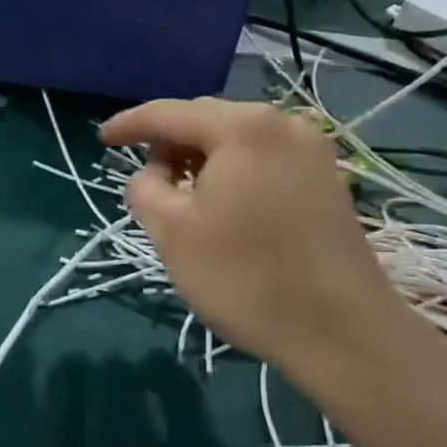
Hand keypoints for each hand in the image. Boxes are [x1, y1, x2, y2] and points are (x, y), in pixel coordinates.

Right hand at [101, 98, 406, 387]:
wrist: (344, 333)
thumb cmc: (246, 278)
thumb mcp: (172, 233)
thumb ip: (144, 189)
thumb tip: (153, 175)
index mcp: (243, 127)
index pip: (169, 113)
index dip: (130, 125)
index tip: (102, 139)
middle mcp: (283, 123)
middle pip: (206, 121)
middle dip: (170, 146)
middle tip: (148, 182)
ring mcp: (313, 150)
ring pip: (238, 141)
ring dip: (203, 161)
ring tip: (185, 199)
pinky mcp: (328, 179)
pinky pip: (265, 159)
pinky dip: (234, 172)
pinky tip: (225, 207)